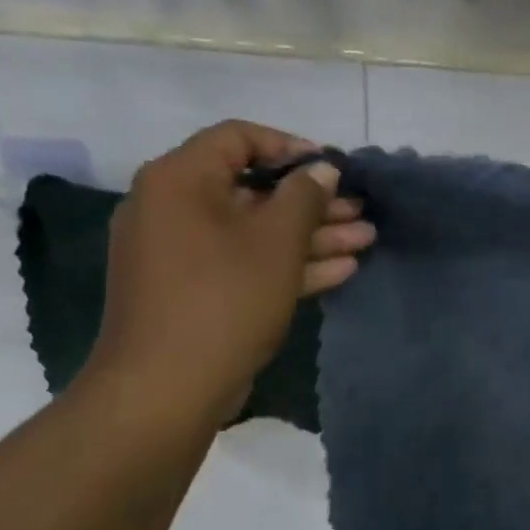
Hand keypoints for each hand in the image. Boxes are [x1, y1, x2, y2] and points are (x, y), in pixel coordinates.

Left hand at [81, 122, 373, 428]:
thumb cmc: (224, 300)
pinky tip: (339, 270)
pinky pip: (242, 262)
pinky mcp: (192, 291)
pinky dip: (286, 263)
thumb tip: (322, 169)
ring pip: (254, 232)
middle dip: (313, 203)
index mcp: (179, 180)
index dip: (291, 147)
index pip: (238, 138)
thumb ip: (304, 196)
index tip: (333, 169)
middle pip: (252, 191)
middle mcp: (172, 208)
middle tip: (360, 211)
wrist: (165, 390)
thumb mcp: (276, 242)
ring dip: (310, 236)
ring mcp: (180, 253)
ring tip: (365, 241)